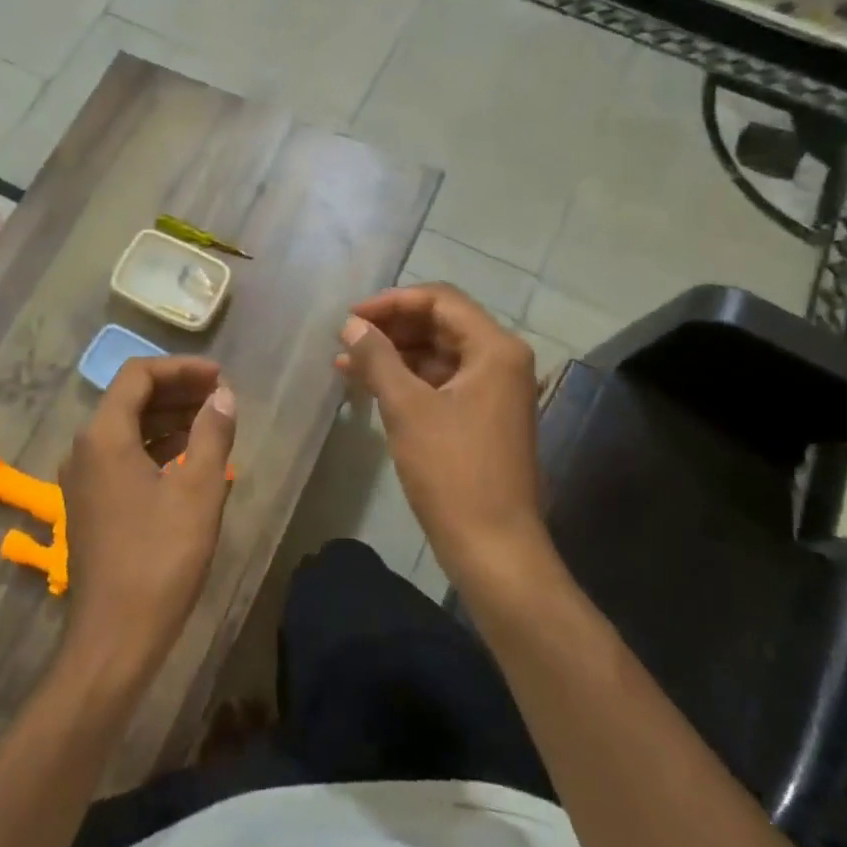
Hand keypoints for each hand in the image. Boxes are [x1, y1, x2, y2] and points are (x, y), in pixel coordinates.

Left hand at [57, 357, 236, 695]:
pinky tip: (187, 455)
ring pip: (126, 427)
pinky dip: (154, 445)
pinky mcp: (91, 502)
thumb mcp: (198, 492)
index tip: (219, 377)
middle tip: (221, 395)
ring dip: (167, 417)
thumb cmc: (160, 559)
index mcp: (104, 436)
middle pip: (130, 398)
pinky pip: (122, 455)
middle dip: (176, 390)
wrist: (115, 637)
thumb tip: (223, 395)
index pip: (138, 375)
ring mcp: (84, 477)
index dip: (181, 368)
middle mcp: (85, 448)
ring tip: (212, 421)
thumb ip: (212, 434)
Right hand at [337, 284, 554, 593]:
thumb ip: (377, 358)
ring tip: (346, 363)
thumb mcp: (407, 408)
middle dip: (391, 328)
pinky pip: (440, 383)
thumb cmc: (452, 471)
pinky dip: (407, 381)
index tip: (350, 317)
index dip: (392, 302)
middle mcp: (501, 361)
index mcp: (495, 348)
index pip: (440, 300)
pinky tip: (369, 387)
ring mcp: (494, 390)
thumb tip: (350, 325)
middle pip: (440, 324)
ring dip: (394, 355)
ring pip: (437, 355)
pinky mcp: (481, 417)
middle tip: (346, 338)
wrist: (493, 547)